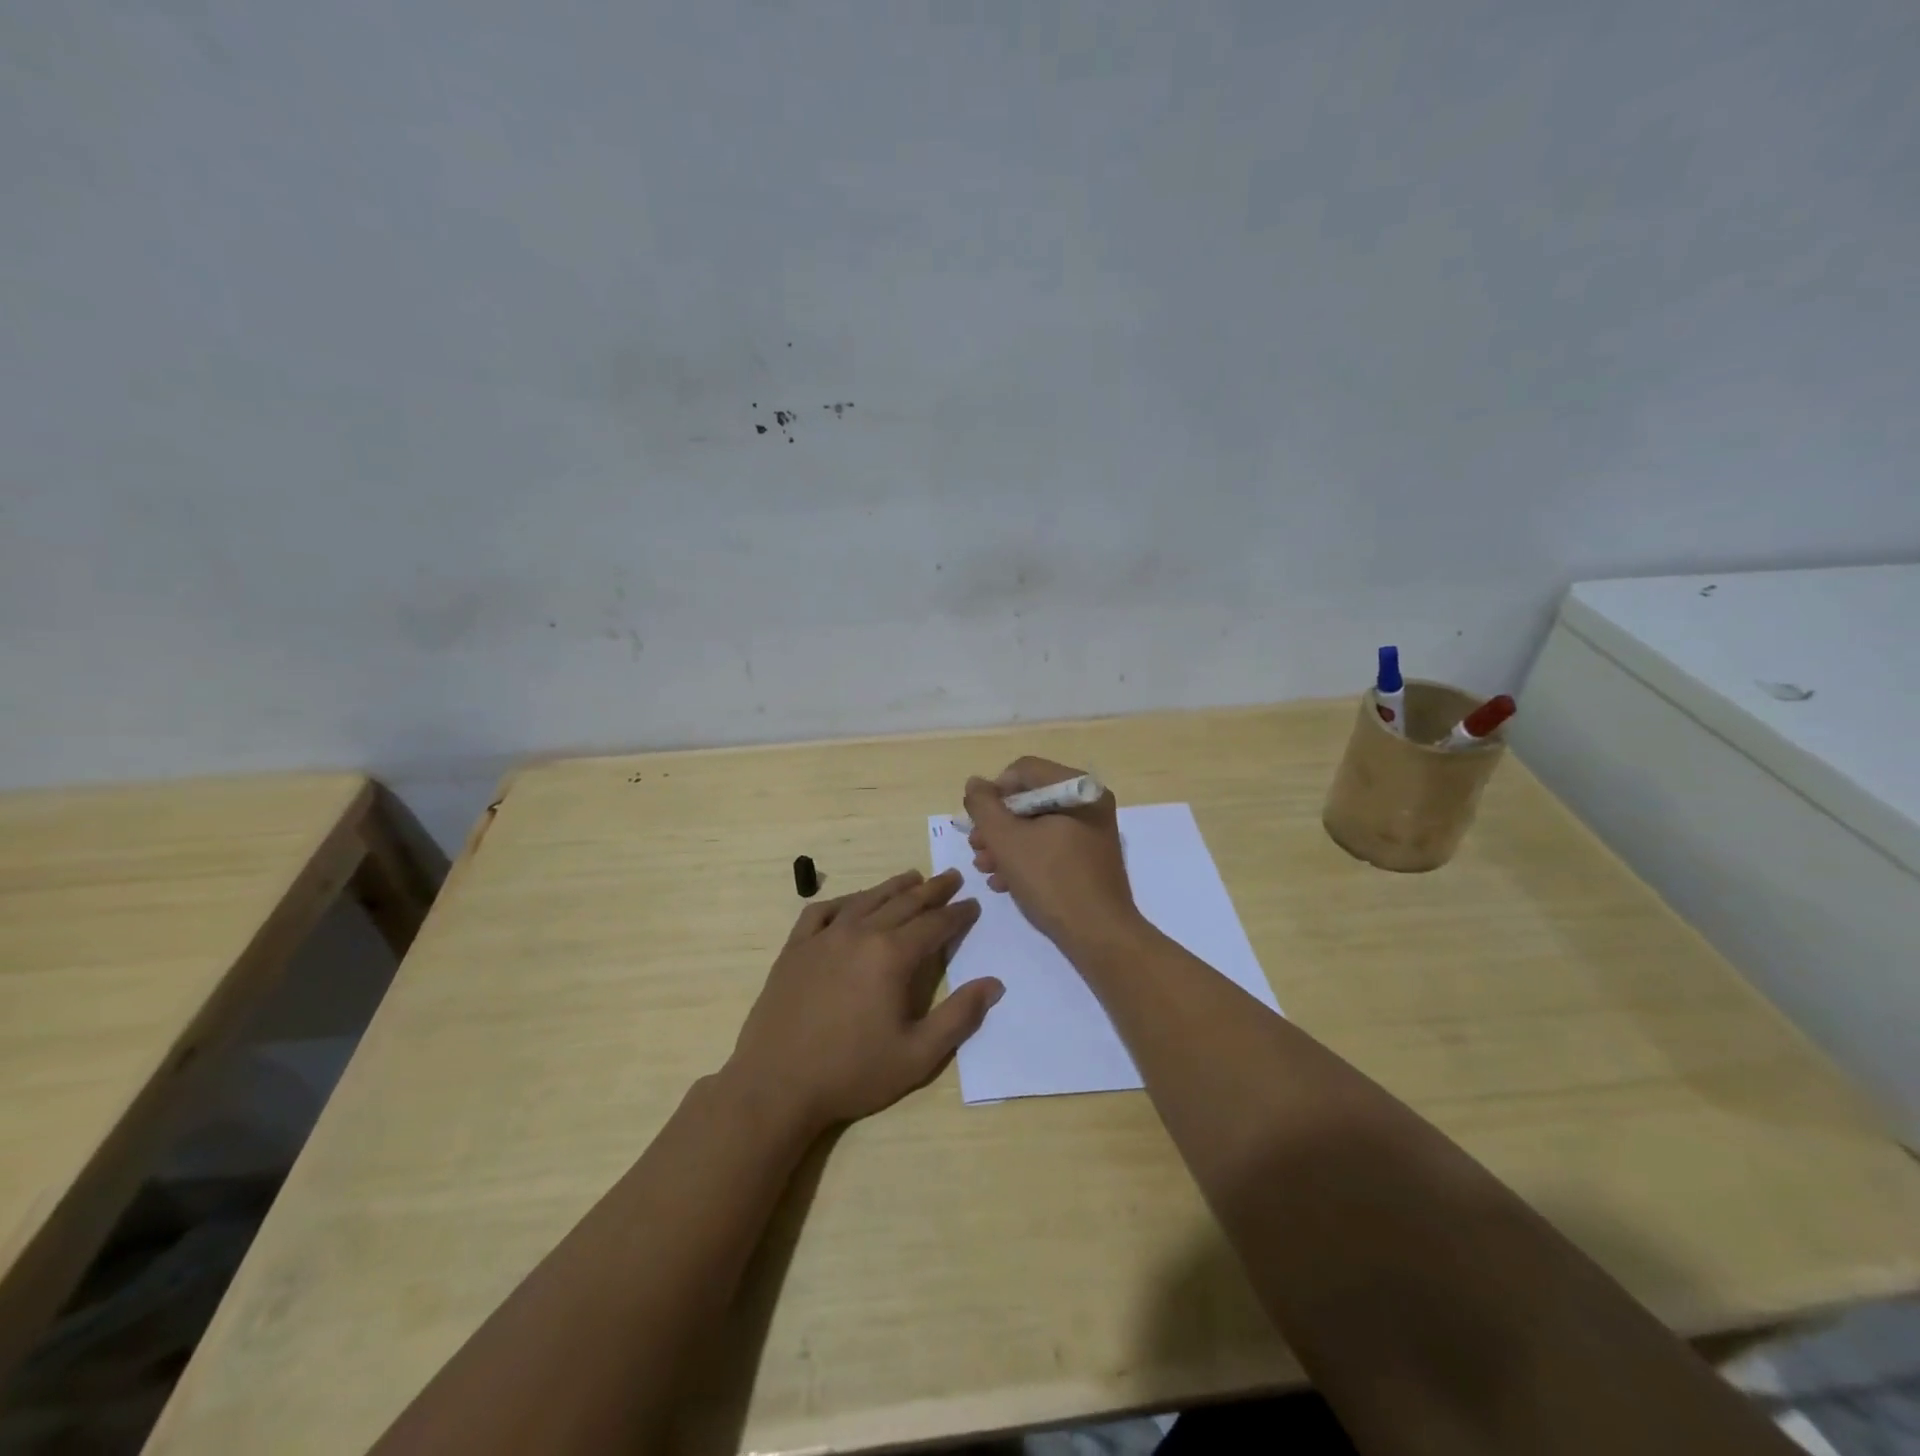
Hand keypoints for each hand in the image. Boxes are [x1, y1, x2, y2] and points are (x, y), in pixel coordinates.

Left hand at [727, 869, 1002, 1132]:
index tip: (972, 904)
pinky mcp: (795, 948)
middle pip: (904, 903)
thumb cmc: (852, 1073)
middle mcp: (859, 934)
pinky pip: (822, 912)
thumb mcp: (917, 1056)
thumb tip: (994, 984)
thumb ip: (959, 1017)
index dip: (957, 914)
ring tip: (912, 877)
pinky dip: (844, 902)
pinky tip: (852, 904)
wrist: (776, 1085)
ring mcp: (823, 937)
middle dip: (932, 890)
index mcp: (891, 956)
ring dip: (893, 887)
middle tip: (951, 876)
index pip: (934, 924)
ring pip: (866, 900)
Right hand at [962, 757, 1140, 951]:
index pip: (1023, 771)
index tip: (977, 823)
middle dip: (997, 824)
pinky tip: (1005, 882)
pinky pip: (1051, 845)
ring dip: (1006, 844)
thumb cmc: (1052, 881)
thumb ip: (984, 806)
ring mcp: (1091, 831)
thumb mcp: (1007, 840)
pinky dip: (1026, 858)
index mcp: (1077, 788)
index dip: (993, 793)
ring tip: (985, 868)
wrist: (1099, 936)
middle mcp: (1089, 802)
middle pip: (1029, 798)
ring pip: (1037, 825)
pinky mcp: (1089, 857)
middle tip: (976, 848)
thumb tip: (975, 783)